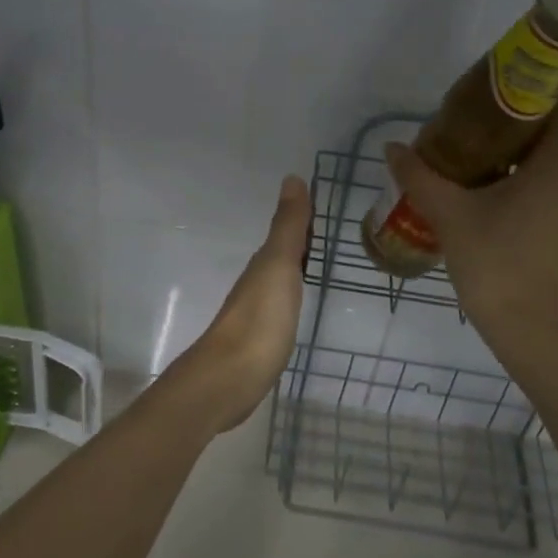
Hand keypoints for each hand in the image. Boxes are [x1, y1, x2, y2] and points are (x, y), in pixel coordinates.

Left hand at [164, 175, 310, 435]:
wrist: (230, 379)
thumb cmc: (260, 320)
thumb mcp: (279, 266)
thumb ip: (287, 227)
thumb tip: (291, 178)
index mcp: (263, 264)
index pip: (286, 233)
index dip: (303, 220)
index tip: (323, 207)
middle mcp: (257, 284)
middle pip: (281, 256)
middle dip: (300, 243)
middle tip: (327, 233)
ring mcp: (256, 314)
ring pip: (278, 281)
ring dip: (294, 270)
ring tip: (317, 265)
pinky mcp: (259, 342)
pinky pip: (279, 308)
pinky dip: (290, 298)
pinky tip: (296, 306)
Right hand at [384, 98, 557, 355]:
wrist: (524, 328)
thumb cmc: (490, 260)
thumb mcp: (447, 214)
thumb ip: (418, 176)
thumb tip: (392, 147)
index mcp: (550, 170)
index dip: (537, 101)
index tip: (503, 104)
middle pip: (547, 149)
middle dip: (513, 145)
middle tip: (472, 151)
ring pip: (549, 181)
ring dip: (520, 178)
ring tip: (480, 187)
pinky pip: (553, 207)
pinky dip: (529, 204)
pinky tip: (497, 221)